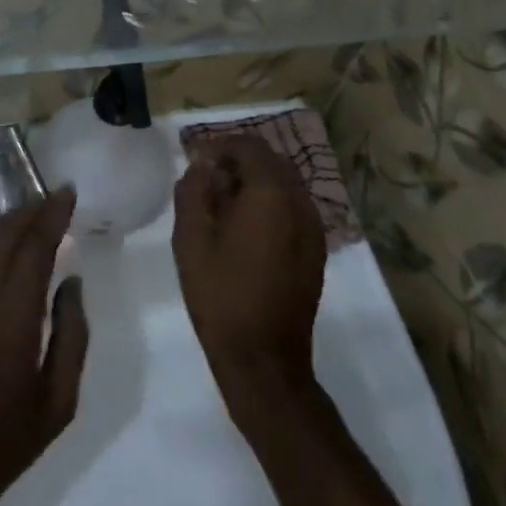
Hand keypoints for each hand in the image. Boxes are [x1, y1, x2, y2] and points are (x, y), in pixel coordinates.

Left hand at [0, 189, 88, 505]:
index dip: (52, 213)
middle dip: (31, 209)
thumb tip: (71, 284)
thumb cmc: (2, 443)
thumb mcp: (57, 401)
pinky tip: (18, 260)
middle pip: (4, 234)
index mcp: (12, 314)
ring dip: (14, 227)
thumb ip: (71, 336)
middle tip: (57, 198)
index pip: (34, 245)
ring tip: (42, 220)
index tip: (69, 190)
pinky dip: (1, 250)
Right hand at [173, 136, 324, 413]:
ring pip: (284, 185)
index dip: (220, 146)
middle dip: (238, 162)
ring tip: (222, 204)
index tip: (195, 161)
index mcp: (271, 194)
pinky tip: (244, 229)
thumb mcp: (190, 237)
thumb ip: (194, 190)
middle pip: (271, 162)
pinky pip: (292, 209)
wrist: (263, 359)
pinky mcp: (315, 251)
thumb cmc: (220, 293)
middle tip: (207, 179)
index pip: (249, 147)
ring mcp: (314, 229)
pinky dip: (269, 205)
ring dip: (255, 183)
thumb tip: (203, 167)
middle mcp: (300, 203)